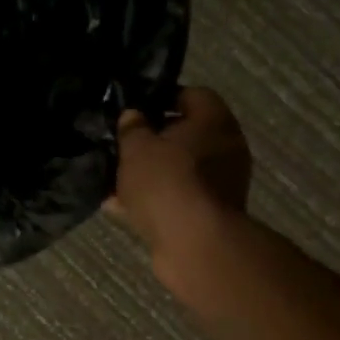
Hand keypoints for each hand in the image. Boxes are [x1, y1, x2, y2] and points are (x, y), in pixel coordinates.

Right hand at [111, 87, 252, 286]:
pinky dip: (153, 200)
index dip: (161, 98)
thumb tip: (132, 115)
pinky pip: (177, 198)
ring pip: (179, 170)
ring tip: (114, 178)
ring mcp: (221, 185)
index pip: (191, 95)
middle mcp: (225, 148)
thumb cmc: (167, 182)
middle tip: (121, 145)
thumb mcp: (137, 147)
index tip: (134, 110)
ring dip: (150, 174)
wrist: (194, 244)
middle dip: (152, 141)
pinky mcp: (210, 215)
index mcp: (214, 120)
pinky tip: (120, 206)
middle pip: (185, 135)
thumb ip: (131, 128)